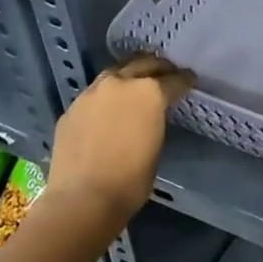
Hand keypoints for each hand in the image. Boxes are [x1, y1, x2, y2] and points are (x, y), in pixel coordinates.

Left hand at [46, 54, 194, 224]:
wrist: (83, 197)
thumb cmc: (131, 179)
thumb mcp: (156, 145)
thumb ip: (155, 120)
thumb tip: (150, 116)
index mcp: (149, 93)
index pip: (173, 80)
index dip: (184, 80)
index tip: (190, 79)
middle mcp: (120, 84)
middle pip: (142, 64)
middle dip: (158, 66)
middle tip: (167, 71)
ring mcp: (92, 94)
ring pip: (114, 73)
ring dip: (129, 74)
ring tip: (136, 81)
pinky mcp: (72, 108)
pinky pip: (94, 94)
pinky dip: (106, 95)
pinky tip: (108, 107)